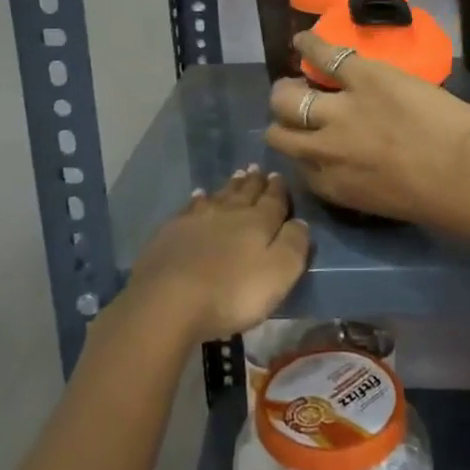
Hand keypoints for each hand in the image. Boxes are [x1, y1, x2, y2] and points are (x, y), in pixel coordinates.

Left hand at [121, 167, 309, 342]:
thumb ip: (294, 245)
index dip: (278, 190)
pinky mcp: (172, 231)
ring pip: (219, 196)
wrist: (169, 300)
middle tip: (258, 169)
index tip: (278, 176)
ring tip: (237, 175)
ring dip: (230, 186)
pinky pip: (191, 207)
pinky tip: (199, 196)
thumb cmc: (232, 292)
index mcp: (258, 223)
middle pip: (245, 193)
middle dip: (254, 182)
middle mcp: (229, 213)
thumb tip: (301, 221)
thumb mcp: (278, 273)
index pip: (273, 201)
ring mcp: (197, 219)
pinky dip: (199, 199)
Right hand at [264, 32, 469, 241]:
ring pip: (286, 97)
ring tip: (295, 79)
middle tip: (297, 108)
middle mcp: (323, 150)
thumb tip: (354, 163)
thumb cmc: (440, 201)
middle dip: (284, 121)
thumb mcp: (385, 203)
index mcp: (332, 185)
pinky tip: (301, 40)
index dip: (301, 149)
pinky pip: (323, 55)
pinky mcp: (362, 76)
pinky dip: (309, 45)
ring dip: (287, 90)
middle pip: (280, 133)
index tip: (311, 141)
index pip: (297, 164)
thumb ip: (358, 182)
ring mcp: (339, 111)